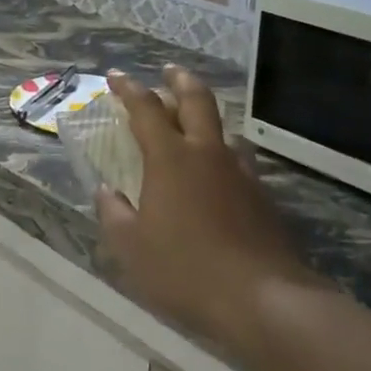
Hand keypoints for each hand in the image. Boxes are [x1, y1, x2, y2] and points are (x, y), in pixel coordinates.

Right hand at [95, 67, 314, 354]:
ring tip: (197, 124)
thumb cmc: (186, 270)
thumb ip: (114, 214)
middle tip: (169, 71)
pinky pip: (240, 160)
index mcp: (170, 158)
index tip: (116, 76)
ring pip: (224, 130)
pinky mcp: (263, 197)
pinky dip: (224, 154)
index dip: (129, 89)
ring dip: (207, 118)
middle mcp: (207, 153)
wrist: (264, 299)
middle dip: (179, 81)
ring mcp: (241, 173)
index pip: (146, 109)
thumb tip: (106, 191)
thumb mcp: (132, 248)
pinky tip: (221, 174)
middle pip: (197, 101)